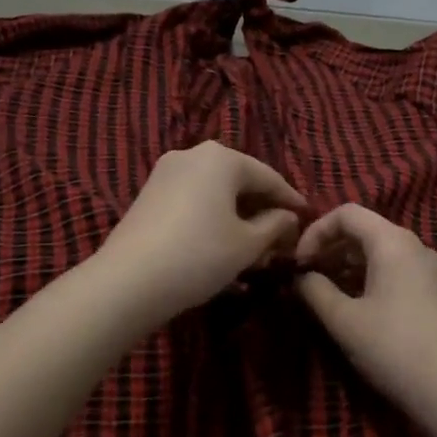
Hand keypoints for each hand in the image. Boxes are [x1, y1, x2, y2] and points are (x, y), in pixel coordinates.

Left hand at [96, 141, 308, 325]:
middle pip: (240, 181)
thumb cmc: (200, 255)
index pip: (268, 177)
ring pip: (215, 192)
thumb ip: (275, 225)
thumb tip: (288, 216)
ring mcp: (165, 173)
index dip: (291, 200)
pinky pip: (193, 200)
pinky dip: (213, 218)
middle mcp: (192, 155)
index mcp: (221, 158)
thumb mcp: (248, 244)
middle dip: (262, 209)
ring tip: (255, 246)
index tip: (307, 218)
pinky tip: (222, 244)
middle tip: (281, 237)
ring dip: (237, 216)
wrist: (128, 281)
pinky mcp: (149, 195)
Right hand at [295, 204, 436, 411]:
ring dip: (347, 265)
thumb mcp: (343, 320)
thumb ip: (314, 290)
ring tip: (323, 294)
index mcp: (392, 241)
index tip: (298, 263)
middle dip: (330, 248)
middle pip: (364, 229)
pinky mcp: (434, 290)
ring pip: (379, 251)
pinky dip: (368, 277)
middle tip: (306, 278)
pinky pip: (394, 269)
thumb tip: (300, 276)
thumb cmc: (392, 348)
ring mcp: (428, 268)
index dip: (315, 231)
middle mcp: (414, 245)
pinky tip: (353, 306)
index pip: (346, 213)